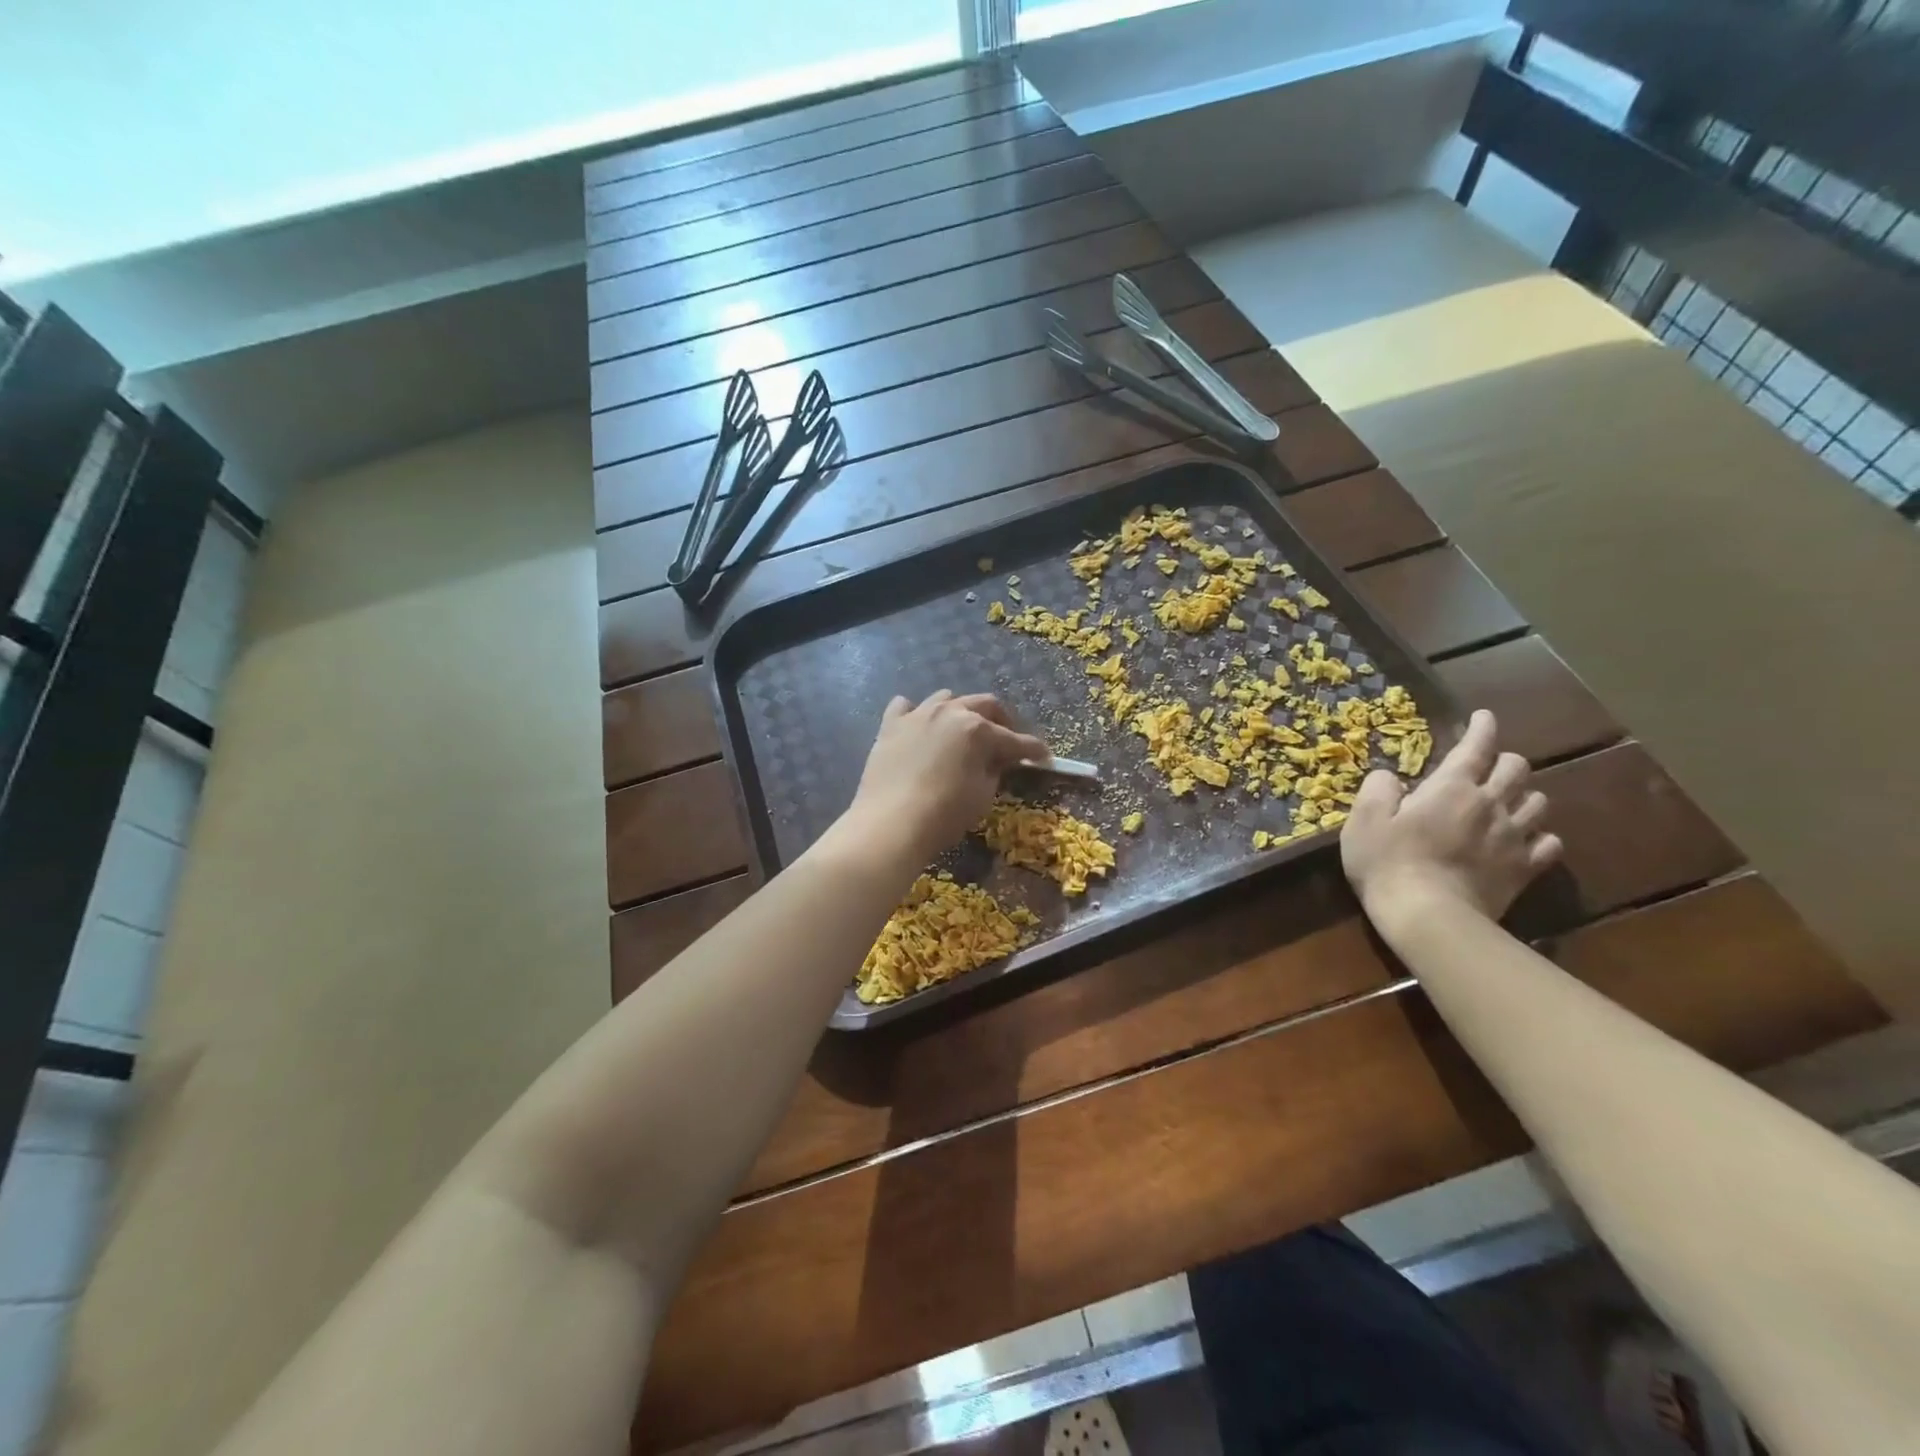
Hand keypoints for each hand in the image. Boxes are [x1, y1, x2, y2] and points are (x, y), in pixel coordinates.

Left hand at [843, 691, 1048, 864]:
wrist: (891, 823)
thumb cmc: (944, 814)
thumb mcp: (983, 795)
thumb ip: (994, 770)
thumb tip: (997, 760)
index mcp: (978, 729)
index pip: (1015, 739)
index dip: (1033, 749)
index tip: (1044, 756)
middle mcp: (950, 712)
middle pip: (984, 705)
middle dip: (1001, 721)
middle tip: (1007, 740)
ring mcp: (918, 714)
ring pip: (946, 698)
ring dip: (961, 711)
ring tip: (963, 730)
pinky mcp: (891, 725)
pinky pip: (906, 707)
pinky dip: (917, 714)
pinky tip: (920, 727)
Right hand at [1340, 709, 1562, 934]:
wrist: (1427, 915)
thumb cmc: (1388, 861)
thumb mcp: (1364, 819)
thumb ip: (1378, 789)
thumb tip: (1390, 777)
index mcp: (1451, 787)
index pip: (1476, 747)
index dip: (1482, 728)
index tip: (1484, 717)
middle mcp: (1490, 804)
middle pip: (1516, 769)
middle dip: (1504, 760)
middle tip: (1488, 764)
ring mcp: (1512, 837)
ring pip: (1538, 802)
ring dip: (1524, 795)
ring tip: (1509, 800)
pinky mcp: (1523, 869)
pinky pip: (1549, 844)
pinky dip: (1540, 836)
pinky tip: (1527, 839)